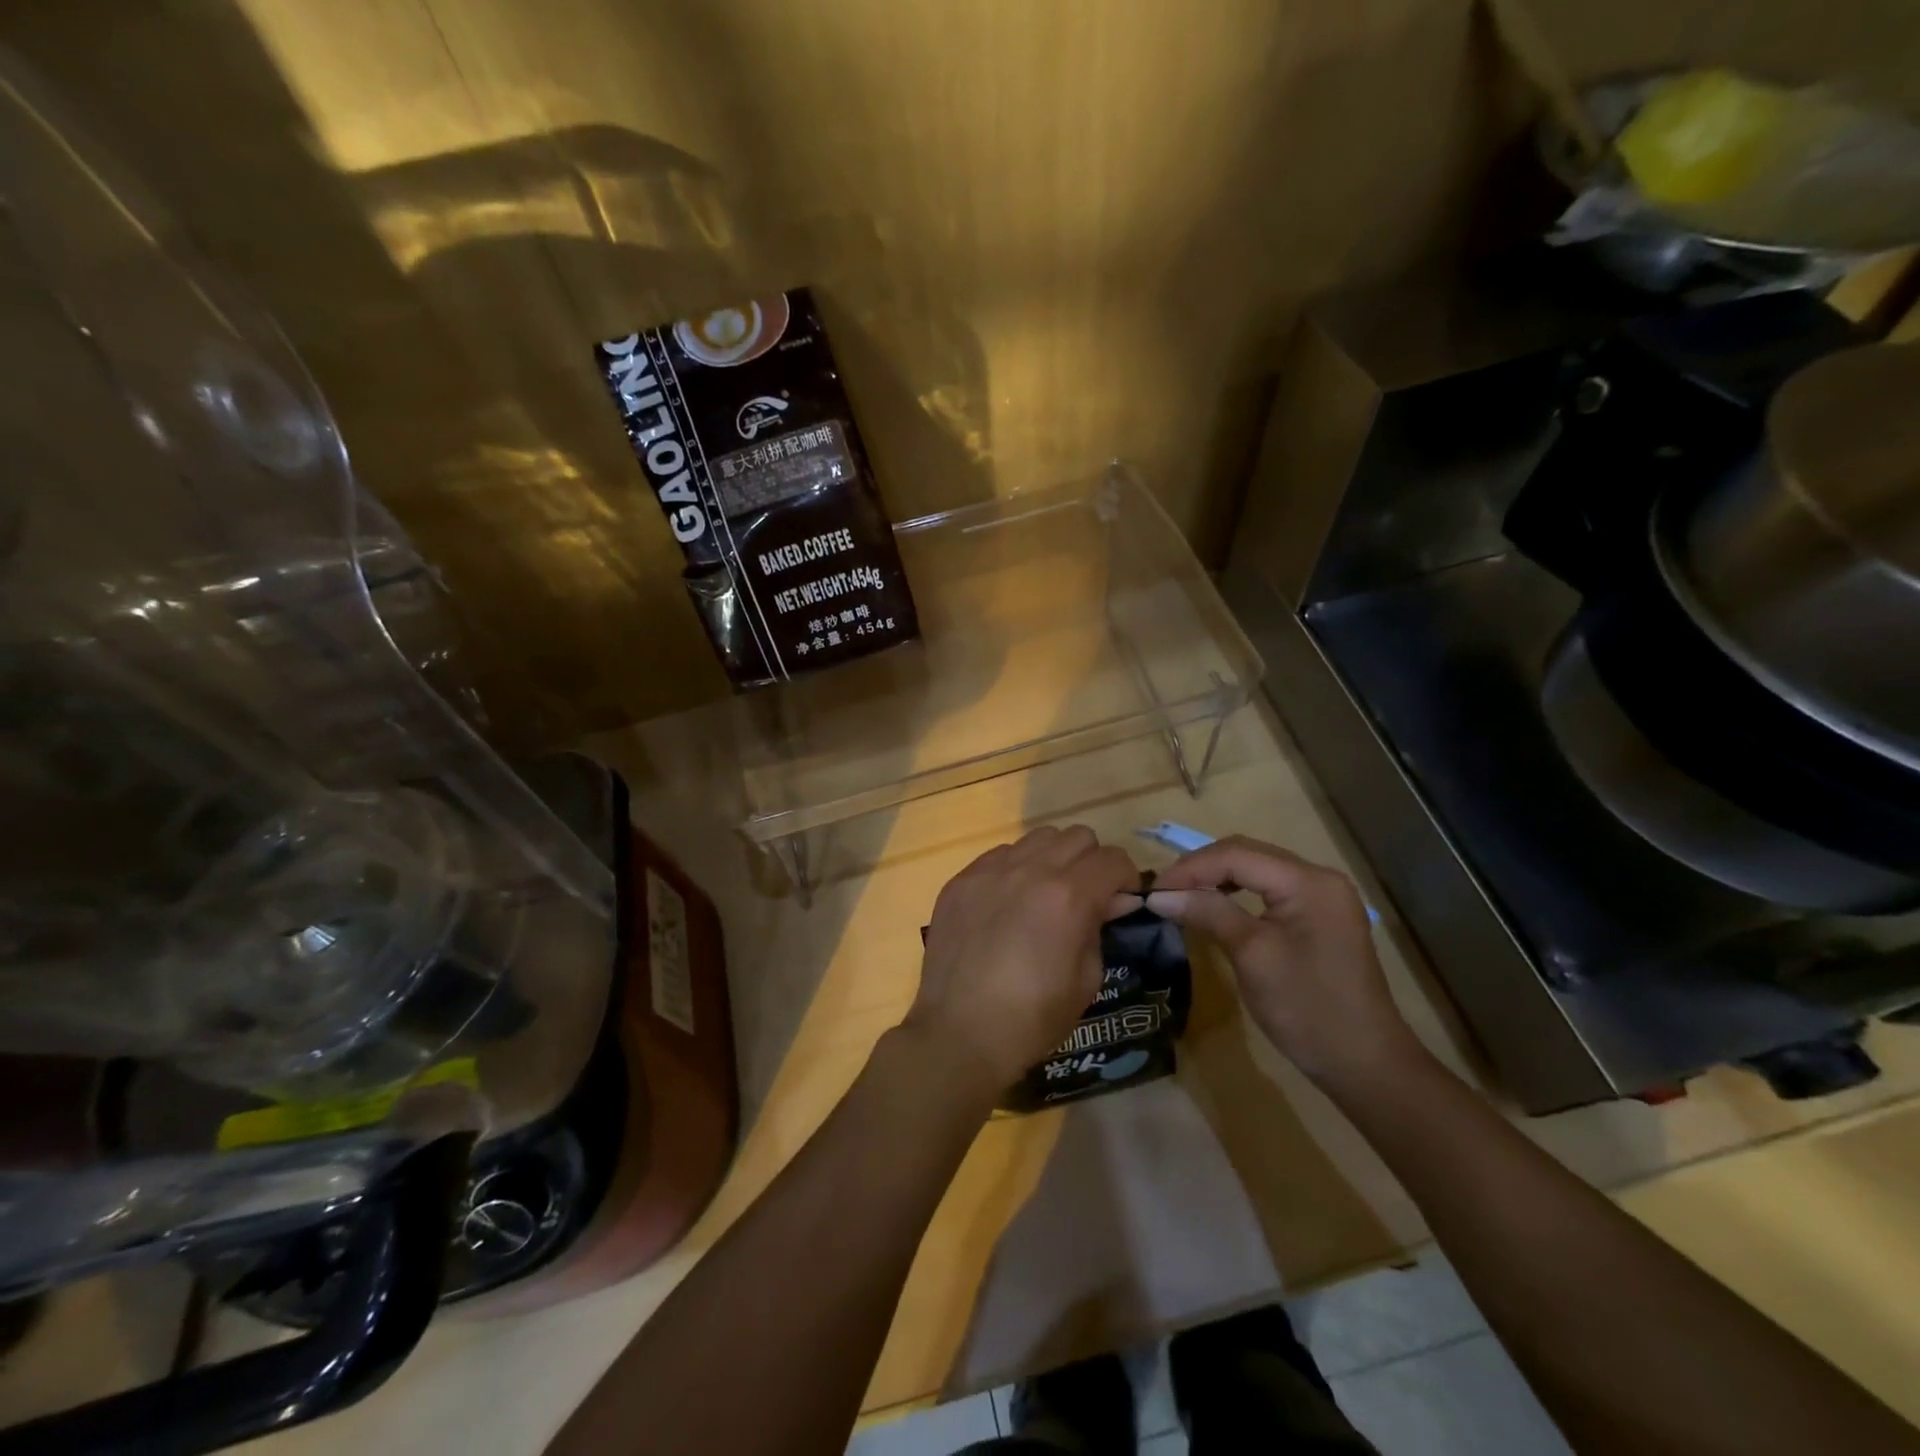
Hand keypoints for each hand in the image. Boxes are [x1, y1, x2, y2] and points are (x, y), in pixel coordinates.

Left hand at [907, 826, 1140, 1098]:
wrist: (960, 1032)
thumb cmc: (1032, 1017)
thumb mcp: (1087, 979)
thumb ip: (1100, 928)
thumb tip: (1110, 902)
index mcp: (1069, 896)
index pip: (1113, 859)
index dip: (1125, 878)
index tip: (1121, 900)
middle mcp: (1031, 870)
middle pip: (1077, 837)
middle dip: (1091, 862)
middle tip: (1086, 895)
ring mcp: (991, 871)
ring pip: (1037, 838)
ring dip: (1053, 858)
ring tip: (1045, 893)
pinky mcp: (961, 880)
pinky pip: (999, 855)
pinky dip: (1015, 868)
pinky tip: (1008, 902)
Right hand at [1146, 836, 1416, 1090]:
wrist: (1364, 1064)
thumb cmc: (1307, 1008)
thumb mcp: (1252, 955)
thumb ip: (1208, 913)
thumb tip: (1159, 895)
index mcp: (1308, 882)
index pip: (1236, 854)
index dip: (1190, 868)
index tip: (1153, 890)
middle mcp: (1319, 878)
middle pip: (1247, 854)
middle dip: (1201, 868)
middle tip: (1163, 892)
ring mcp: (1322, 896)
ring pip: (1256, 869)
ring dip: (1216, 878)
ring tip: (1181, 896)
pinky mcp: (1319, 916)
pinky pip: (1269, 889)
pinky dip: (1237, 893)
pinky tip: (1215, 905)